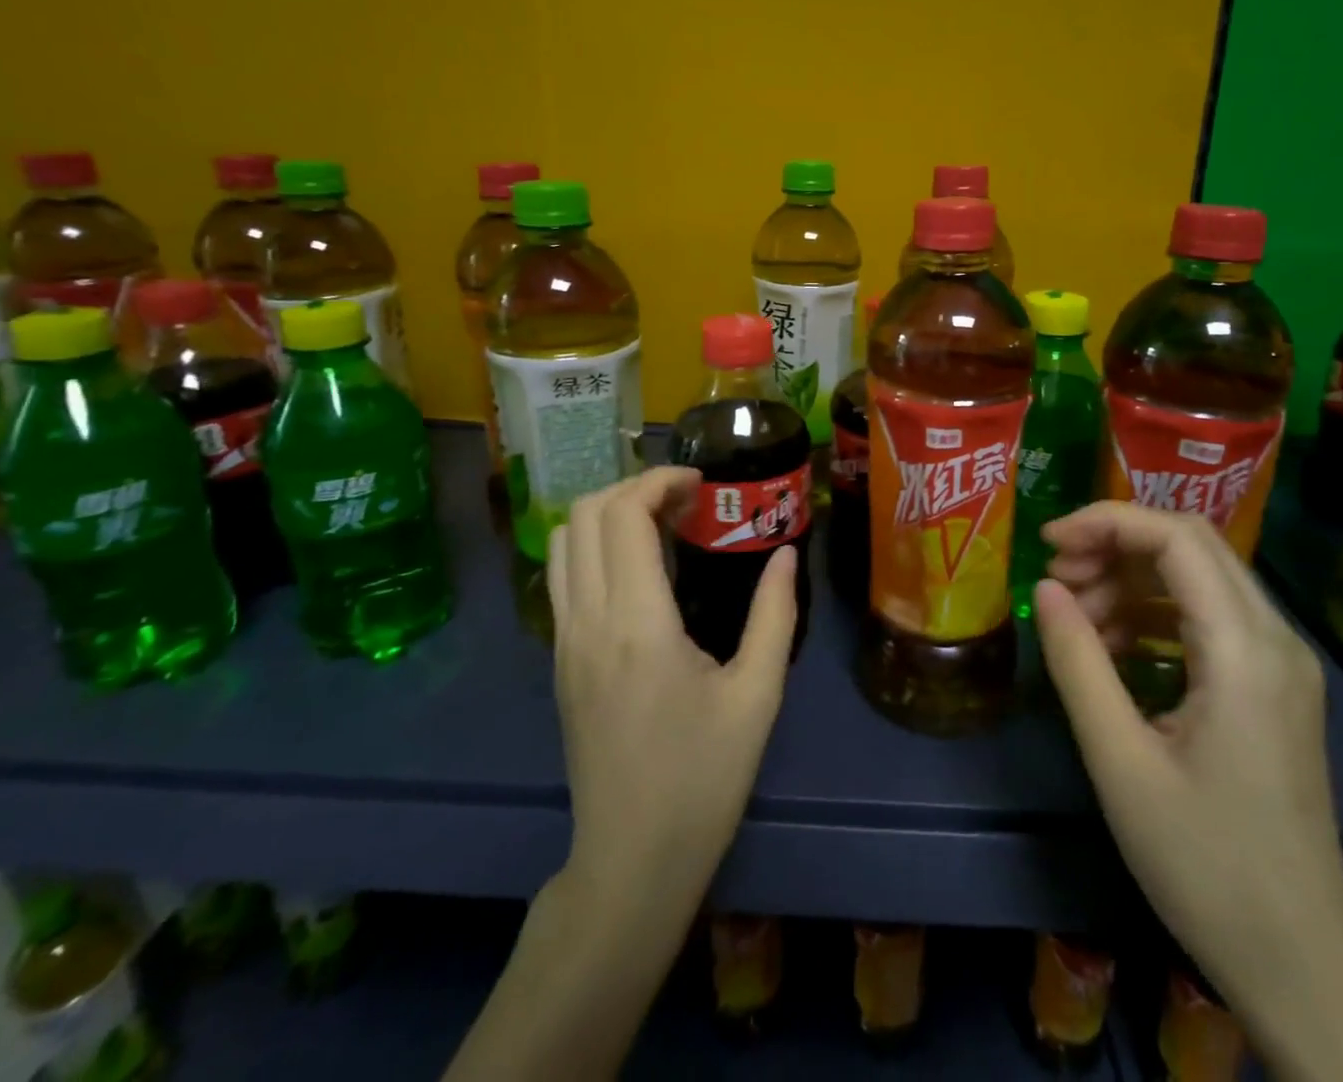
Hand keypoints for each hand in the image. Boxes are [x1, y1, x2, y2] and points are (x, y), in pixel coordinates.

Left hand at [548, 466, 798, 908]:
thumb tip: (783, 553)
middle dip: (635, 488)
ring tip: (660, 525)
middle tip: (686, 501)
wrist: (632, 862)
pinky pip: (563, 575)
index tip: (702, 484)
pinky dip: (594, 546)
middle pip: (586, 514)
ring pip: (564, 541)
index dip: (659, 481)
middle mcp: (588, 621)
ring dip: (608, 514)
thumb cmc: (703, 779)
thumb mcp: (757, 695)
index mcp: (637, 624)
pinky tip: (638, 569)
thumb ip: (774, 614)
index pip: (624, 515)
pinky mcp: (559, 660)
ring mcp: (564, 640)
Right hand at [1036, 504, 1342, 1080]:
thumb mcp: (1119, 760)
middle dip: (1116, 544)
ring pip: (1199, 577)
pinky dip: (1154, 613)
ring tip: (1077, 617)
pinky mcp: (1273, 686)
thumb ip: (1078, 662)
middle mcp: (1276, 640)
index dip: (1107, 522)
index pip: (1177, 538)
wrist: (1298, 961)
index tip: (1048, 542)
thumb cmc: (1203, 863)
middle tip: (1058, 578)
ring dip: (1132, 579)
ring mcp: (1281, 663)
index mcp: (1246, 652)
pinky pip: (1208, 617)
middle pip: (1192, 544)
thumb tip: (1045, 588)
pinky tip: (1113, 646)